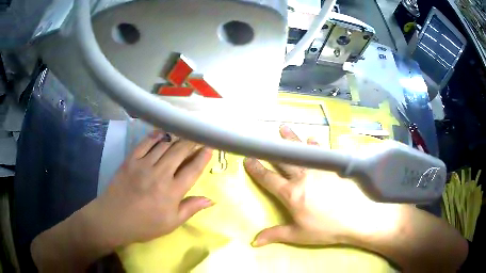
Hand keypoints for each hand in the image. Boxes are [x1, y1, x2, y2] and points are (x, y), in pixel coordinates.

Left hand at [83, 130, 214, 247]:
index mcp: (172, 192)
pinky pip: (145, 143)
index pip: (192, 170)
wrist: (114, 219)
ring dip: (176, 137)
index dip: (202, 157)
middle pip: (180, 152)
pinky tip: (162, 132)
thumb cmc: (144, 225)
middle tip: (198, 136)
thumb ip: (190, 209)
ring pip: (164, 145)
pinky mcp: (130, 160)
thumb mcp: (171, 223)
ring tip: (184, 133)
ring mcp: (143, 165)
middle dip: (191, 142)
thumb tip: (211, 200)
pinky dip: (155, 135)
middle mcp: (160, 174)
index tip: (209, 147)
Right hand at [244, 125, 399, 246]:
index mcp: (291, 194)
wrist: (355, 218)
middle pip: (284, 160)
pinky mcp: (334, 167)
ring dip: (292, 139)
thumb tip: (253, 242)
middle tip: (263, 138)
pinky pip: (323, 151)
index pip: (269, 179)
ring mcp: (319, 169)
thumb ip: (275, 235)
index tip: (248, 159)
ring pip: (302, 151)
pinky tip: (314, 138)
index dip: (256, 169)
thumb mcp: (298, 235)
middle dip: (272, 149)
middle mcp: (303, 177)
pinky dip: (317, 144)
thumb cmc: (325, 229)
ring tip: (283, 127)